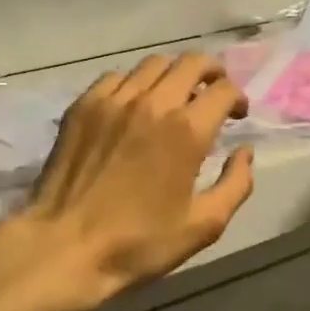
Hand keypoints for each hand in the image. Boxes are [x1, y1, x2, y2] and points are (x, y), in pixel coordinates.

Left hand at [13, 53, 254, 310]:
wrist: (65, 247)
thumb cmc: (138, 243)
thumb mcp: (203, 226)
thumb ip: (236, 184)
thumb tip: (245, 152)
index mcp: (186, 130)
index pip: (224, 90)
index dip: (238, 98)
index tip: (236, 115)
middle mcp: (152, 102)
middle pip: (192, 63)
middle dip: (212, 73)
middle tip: (212, 93)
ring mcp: (113, 99)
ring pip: (153, 64)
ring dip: (173, 75)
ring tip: (173, 98)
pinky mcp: (83, 105)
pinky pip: (116, 77)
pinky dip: (134, 84)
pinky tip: (133, 107)